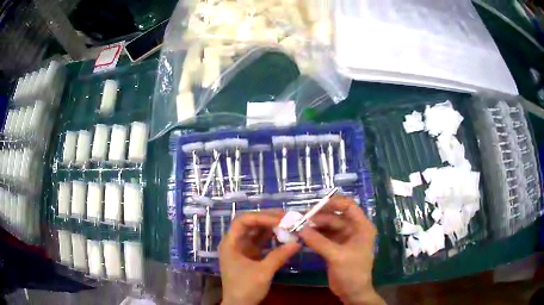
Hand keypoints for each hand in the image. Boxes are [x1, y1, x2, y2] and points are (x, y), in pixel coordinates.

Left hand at [219, 212, 300, 304]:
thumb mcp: (263, 273)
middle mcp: (235, 242)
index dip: (261, 217)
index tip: (280, 220)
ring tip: (288, 223)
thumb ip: (279, 256)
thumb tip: (298, 242)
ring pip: (257, 232)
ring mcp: (243, 249)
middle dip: (268, 219)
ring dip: (272, 227)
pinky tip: (284, 236)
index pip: (243, 221)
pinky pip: (261, 242)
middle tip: (287, 217)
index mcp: (230, 243)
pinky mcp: (250, 256)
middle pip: (250, 223)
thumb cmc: (245, 288)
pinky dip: (272, 238)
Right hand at [298, 195, 384, 304]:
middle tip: (298, 218)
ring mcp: (343, 239)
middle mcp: (353, 230)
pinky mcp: (334, 248)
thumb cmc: (352, 272)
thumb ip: (318, 241)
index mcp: (361, 227)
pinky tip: (300, 236)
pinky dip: (312, 236)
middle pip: (334, 217)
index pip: (349, 206)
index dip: (333, 202)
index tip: (315, 205)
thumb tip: (299, 228)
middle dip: (317, 217)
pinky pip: (322, 237)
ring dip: (313, 226)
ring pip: (326, 227)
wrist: (352, 292)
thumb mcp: (337, 256)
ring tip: (296, 226)